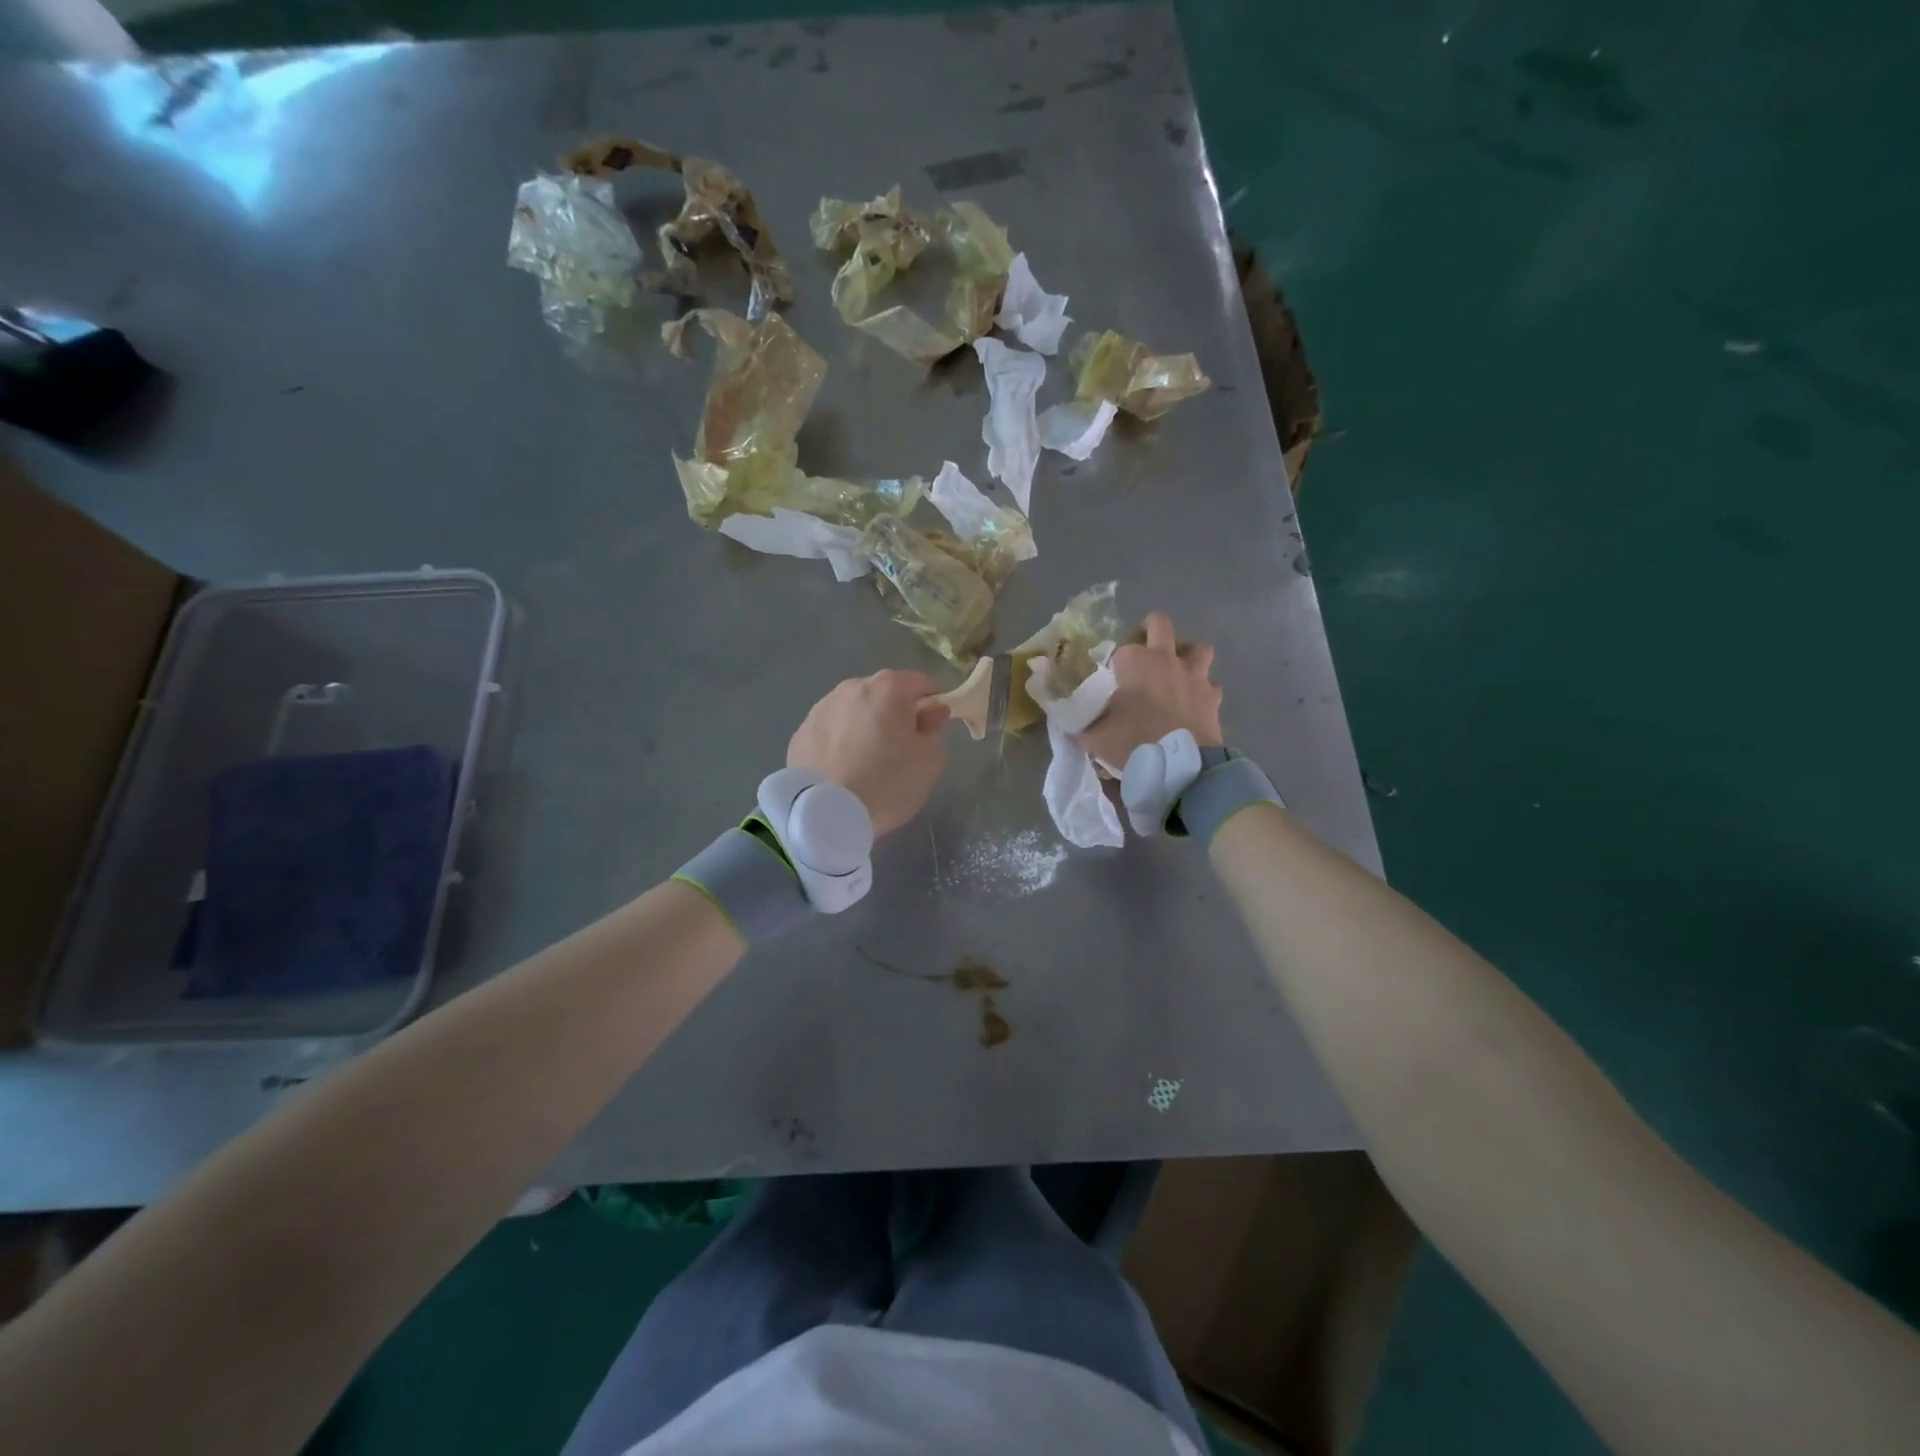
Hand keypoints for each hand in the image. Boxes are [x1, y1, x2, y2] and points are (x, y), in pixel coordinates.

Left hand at [788, 670, 950, 835]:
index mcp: (888, 687)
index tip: (930, 730)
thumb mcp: (929, 760)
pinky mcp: (801, 732)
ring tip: (866, 763)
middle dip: (895, 714)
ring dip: (865, 726)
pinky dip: (840, 742)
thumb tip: (933, 711)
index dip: (931, 704)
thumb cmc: (887, 783)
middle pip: (884, 694)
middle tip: (899, 750)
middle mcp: (852, 687)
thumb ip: (935, 728)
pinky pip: (831, 731)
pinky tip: (842, 770)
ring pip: (854, 711)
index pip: (921, 683)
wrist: (825, 813)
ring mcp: (821, 707)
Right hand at [1077, 612, 1223, 764]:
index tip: (1107, 677)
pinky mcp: (1213, 696)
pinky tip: (1194, 703)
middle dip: (1150, 629)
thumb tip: (1069, 720)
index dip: (1111, 661)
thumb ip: (1081, 722)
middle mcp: (1165, 659)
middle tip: (1142, 648)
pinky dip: (1202, 690)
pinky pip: (1210, 684)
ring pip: (1198, 648)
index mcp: (1134, 662)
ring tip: (1177, 671)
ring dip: (1187, 655)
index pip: (1118, 649)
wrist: (1179, 764)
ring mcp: (1194, 675)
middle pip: (1159, 624)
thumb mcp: (1093, 735)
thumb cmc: (1132, 741)